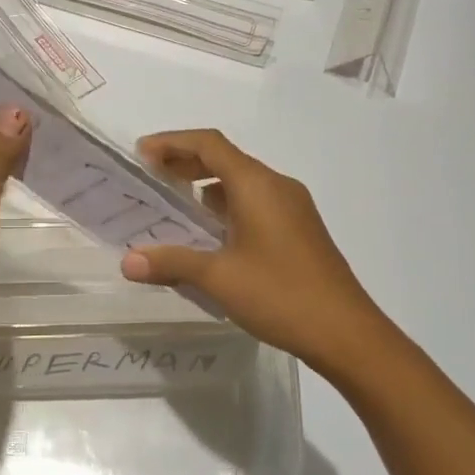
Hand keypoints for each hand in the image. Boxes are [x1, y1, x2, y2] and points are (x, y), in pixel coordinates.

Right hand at [120, 129, 390, 368]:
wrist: (346, 332)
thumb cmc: (280, 294)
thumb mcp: (218, 278)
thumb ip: (171, 263)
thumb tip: (127, 261)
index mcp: (257, 185)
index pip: (209, 144)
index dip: (172, 142)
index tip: (141, 153)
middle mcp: (277, 186)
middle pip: (226, 158)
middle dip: (186, 160)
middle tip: (151, 174)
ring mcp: (293, 208)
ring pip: (242, 182)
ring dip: (206, 184)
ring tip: (173, 201)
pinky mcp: (299, 229)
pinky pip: (255, 202)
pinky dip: (226, 204)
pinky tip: (210, 232)